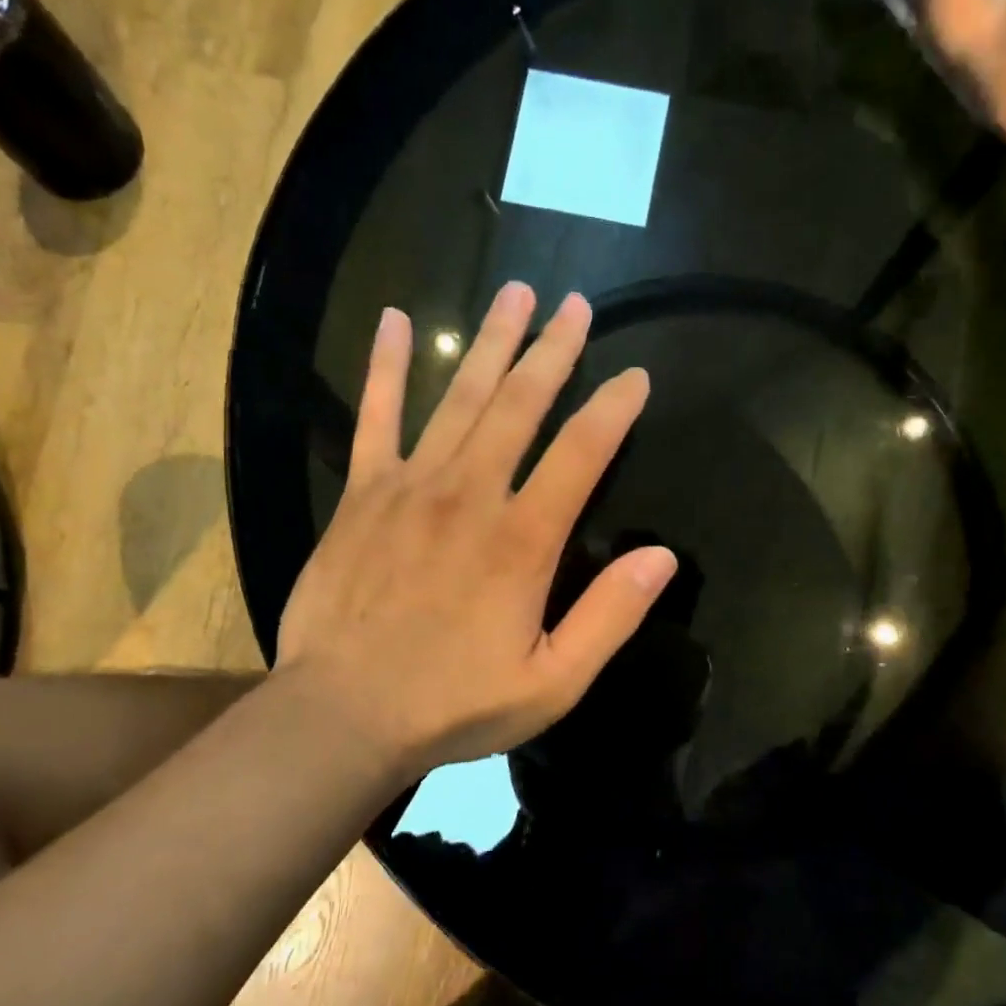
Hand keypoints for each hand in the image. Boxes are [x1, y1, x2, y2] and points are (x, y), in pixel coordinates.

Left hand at [275, 283, 676, 780]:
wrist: (344, 713)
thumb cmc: (454, 704)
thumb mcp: (553, 683)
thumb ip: (609, 617)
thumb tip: (661, 557)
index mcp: (522, 540)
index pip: (581, 453)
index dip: (614, 408)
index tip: (635, 376)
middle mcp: (471, 495)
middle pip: (521, 404)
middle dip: (554, 351)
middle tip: (575, 306)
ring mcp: (411, 487)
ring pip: (460, 397)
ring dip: (491, 342)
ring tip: (515, 292)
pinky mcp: (363, 494)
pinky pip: (376, 417)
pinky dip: (388, 367)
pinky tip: (396, 321)